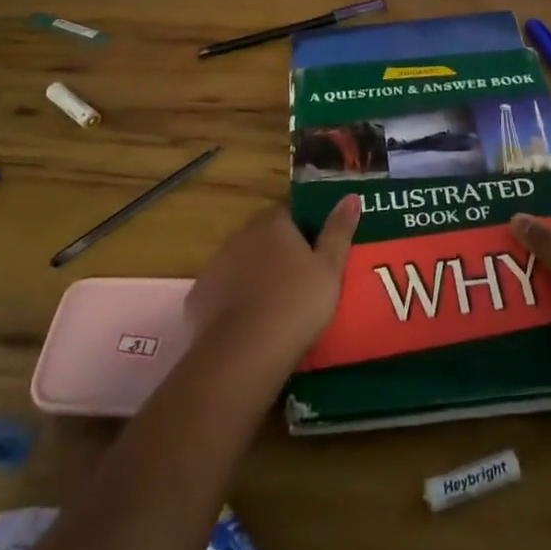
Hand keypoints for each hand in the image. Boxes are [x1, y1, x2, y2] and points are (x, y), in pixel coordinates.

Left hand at [186, 197, 359, 362]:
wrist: (244, 353)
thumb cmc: (296, 303)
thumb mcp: (329, 268)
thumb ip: (339, 230)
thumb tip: (352, 195)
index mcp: (272, 223)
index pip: (290, 211)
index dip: (306, 227)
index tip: (319, 249)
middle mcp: (239, 235)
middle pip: (265, 236)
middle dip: (281, 251)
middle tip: (303, 279)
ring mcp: (215, 265)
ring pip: (242, 263)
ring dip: (256, 275)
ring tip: (278, 305)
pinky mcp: (199, 297)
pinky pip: (223, 292)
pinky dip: (235, 301)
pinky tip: (250, 323)